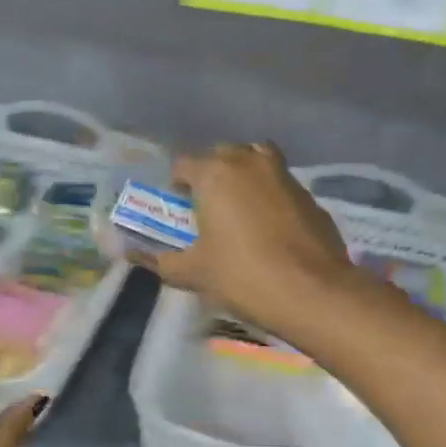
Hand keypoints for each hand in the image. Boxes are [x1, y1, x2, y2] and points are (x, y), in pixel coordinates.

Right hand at [137, 142, 353, 335]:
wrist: (311, 291)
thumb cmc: (242, 276)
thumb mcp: (194, 273)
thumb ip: (161, 262)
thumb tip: (134, 257)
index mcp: (214, 174)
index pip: (183, 164)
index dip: (177, 184)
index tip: (179, 207)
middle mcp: (249, 163)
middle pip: (222, 155)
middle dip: (211, 174)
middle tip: (207, 207)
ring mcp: (284, 175)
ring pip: (256, 160)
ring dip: (244, 174)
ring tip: (240, 207)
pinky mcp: (309, 195)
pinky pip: (281, 184)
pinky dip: (271, 194)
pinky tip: (271, 226)